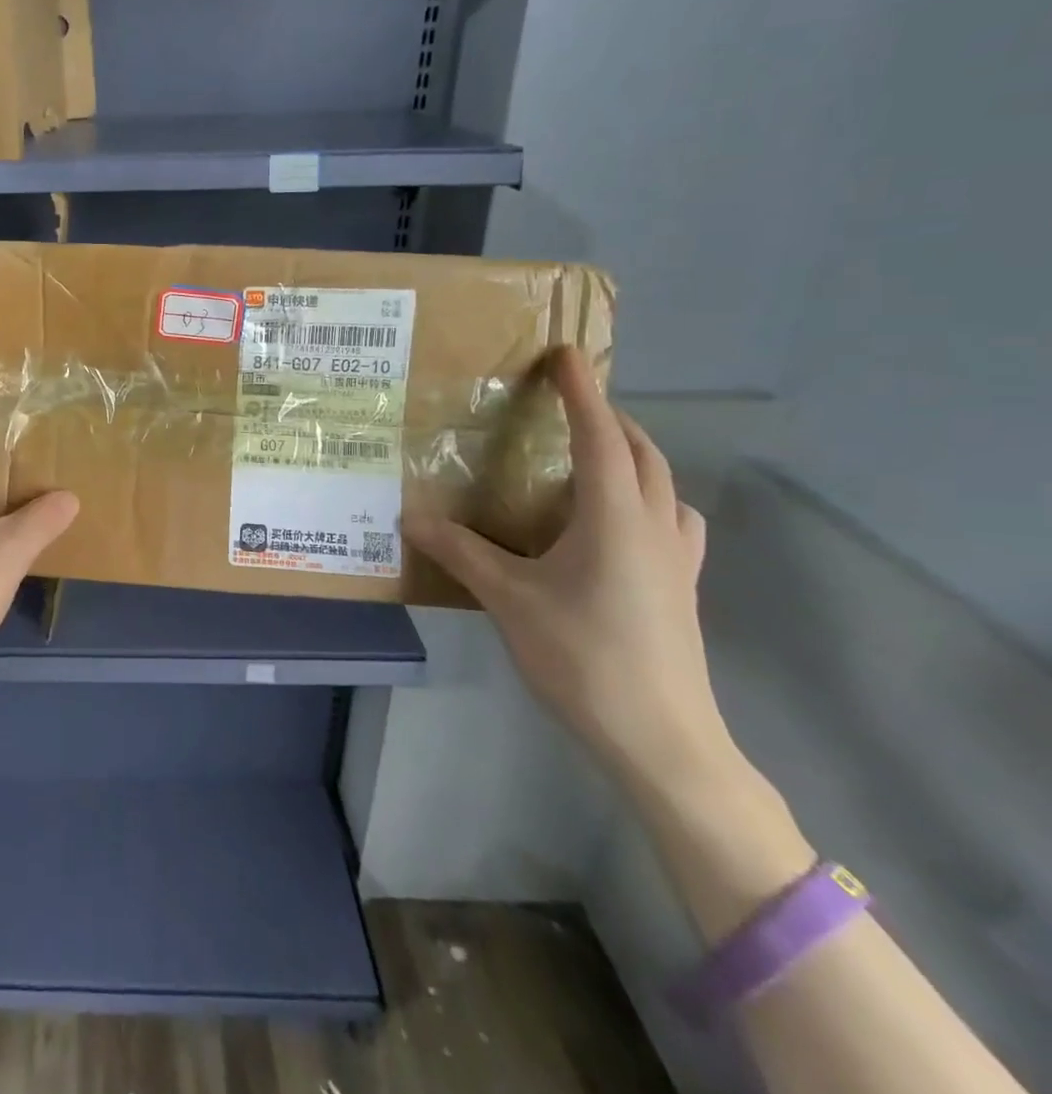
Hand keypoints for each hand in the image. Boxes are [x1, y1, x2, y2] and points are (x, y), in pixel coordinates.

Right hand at [403, 348, 729, 793]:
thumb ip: (460, 552)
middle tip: (568, 406)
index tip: (566, 355)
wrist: (662, 739)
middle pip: (642, 452)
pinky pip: (672, 521)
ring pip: (665, 485)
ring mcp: (677, 559)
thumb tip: (410, 517)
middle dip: (609, 418)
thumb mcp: (508, 599)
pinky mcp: (682, 589)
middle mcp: (654, 526)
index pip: (600, 436)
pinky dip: (649, 499)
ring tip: (594, 460)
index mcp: (614, 517)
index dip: (582, 392)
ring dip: (634, 457)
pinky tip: (620, 525)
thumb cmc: (583, 657)